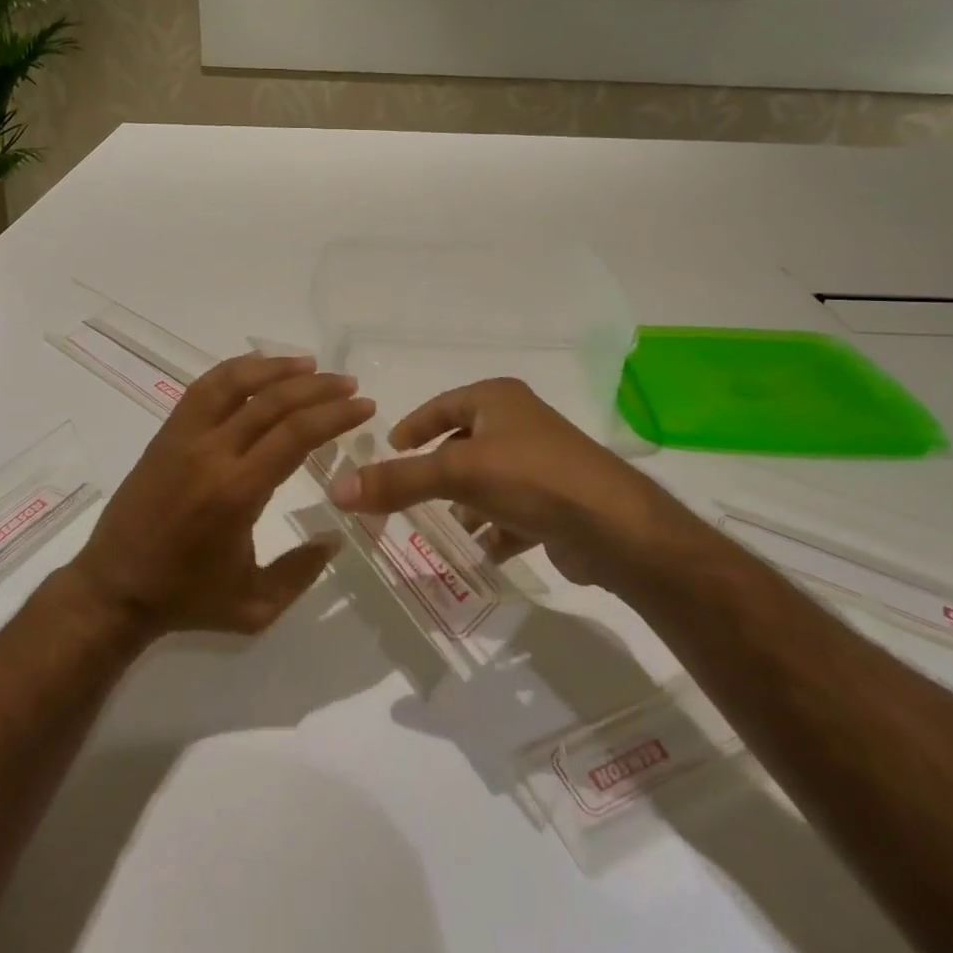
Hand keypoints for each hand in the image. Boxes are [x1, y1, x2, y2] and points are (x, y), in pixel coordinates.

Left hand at [69, 353, 374, 638]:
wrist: (112, 590)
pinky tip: (260, 368)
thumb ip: (301, 573)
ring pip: (234, 382)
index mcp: (237, 492)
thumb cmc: (186, 598)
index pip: (295, 435)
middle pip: (272, 402)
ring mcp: (184, 437)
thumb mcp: (254, 605)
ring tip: (311, 364)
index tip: (363, 406)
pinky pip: (204, 388)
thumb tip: (336, 537)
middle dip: (318, 388)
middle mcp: (211, 453)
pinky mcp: (167, 433)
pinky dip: (236, 369)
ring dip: (276, 368)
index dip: (334, 415)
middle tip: (348, 385)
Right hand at [330, 377, 664, 589]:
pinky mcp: (558, 501)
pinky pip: (514, 511)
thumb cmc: (531, 477)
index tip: (391, 449)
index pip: (443, 405)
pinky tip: (482, 552)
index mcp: (497, 400)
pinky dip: (496, 530)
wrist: (615, 527)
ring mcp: (543, 462)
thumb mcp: (458, 473)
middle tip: (408, 494)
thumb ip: (398, 481)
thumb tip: (337, 488)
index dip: (414, 426)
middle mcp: (521, 423)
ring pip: (490, 480)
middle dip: (439, 471)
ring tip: (442, 527)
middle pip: (466, 443)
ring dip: (467, 503)